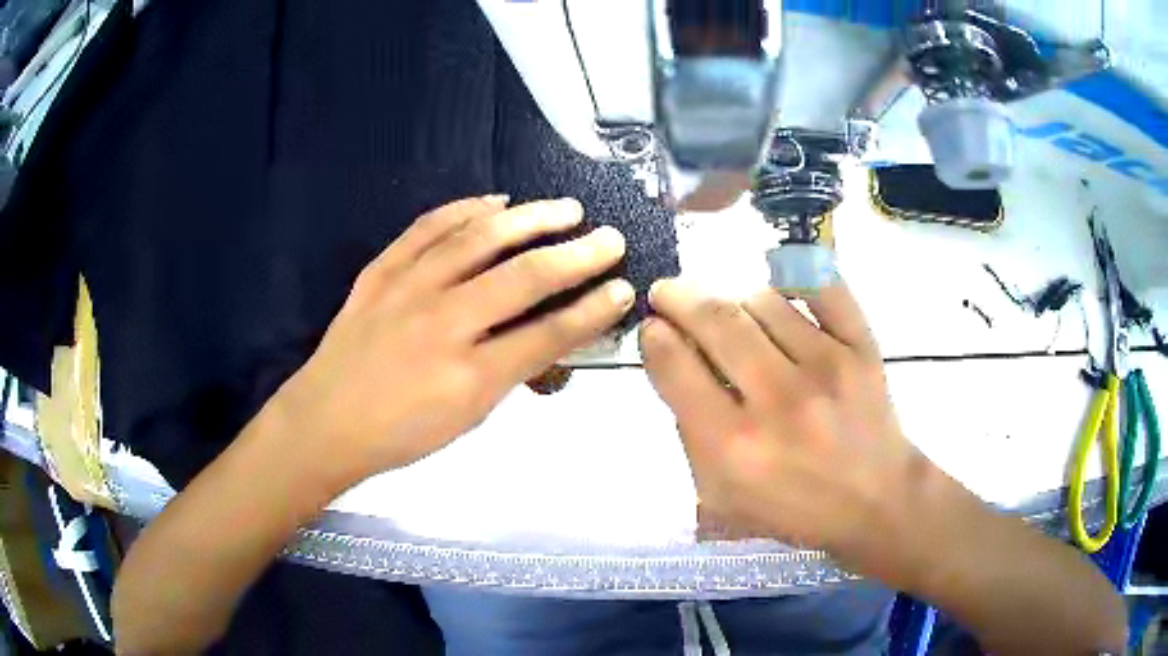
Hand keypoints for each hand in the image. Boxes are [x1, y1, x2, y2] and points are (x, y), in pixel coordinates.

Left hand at [285, 196, 632, 483]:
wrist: (325, 421)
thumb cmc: (400, 434)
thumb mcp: (466, 419)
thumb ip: (511, 373)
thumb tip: (551, 333)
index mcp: (469, 376)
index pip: (548, 334)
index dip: (592, 310)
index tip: (623, 288)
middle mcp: (443, 323)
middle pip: (523, 278)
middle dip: (577, 255)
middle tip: (609, 237)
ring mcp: (408, 289)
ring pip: (478, 239)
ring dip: (529, 219)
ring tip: (564, 208)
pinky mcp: (381, 271)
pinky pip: (427, 229)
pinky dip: (464, 209)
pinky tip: (493, 201)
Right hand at [641, 279, 926, 577]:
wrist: (875, 500)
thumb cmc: (794, 508)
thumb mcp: (722, 496)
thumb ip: (690, 435)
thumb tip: (678, 363)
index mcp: (734, 446)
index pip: (676, 367)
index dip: (654, 336)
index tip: (653, 327)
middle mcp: (778, 400)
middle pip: (715, 320)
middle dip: (678, 297)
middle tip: (668, 293)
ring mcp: (826, 366)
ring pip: (762, 299)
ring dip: (735, 300)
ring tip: (734, 316)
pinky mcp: (862, 348)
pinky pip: (820, 287)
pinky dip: (794, 279)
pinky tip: (782, 292)